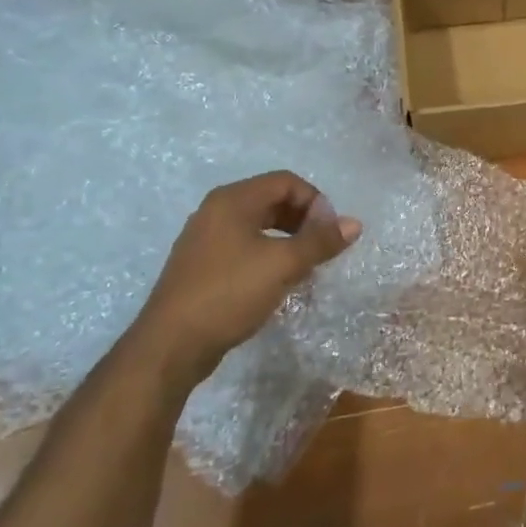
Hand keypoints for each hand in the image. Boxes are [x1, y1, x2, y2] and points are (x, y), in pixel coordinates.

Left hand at [127, 171, 360, 399]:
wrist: (171, 345)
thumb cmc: (229, 294)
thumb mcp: (283, 265)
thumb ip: (320, 241)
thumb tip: (354, 223)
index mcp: (233, 200)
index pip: (286, 181)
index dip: (315, 201)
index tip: (330, 232)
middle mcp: (216, 211)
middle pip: (272, 200)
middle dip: (303, 220)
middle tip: (322, 247)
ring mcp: (205, 238)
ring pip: (259, 225)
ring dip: (288, 238)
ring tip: (306, 265)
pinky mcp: (202, 265)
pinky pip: (244, 246)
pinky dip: (268, 254)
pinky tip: (278, 281)